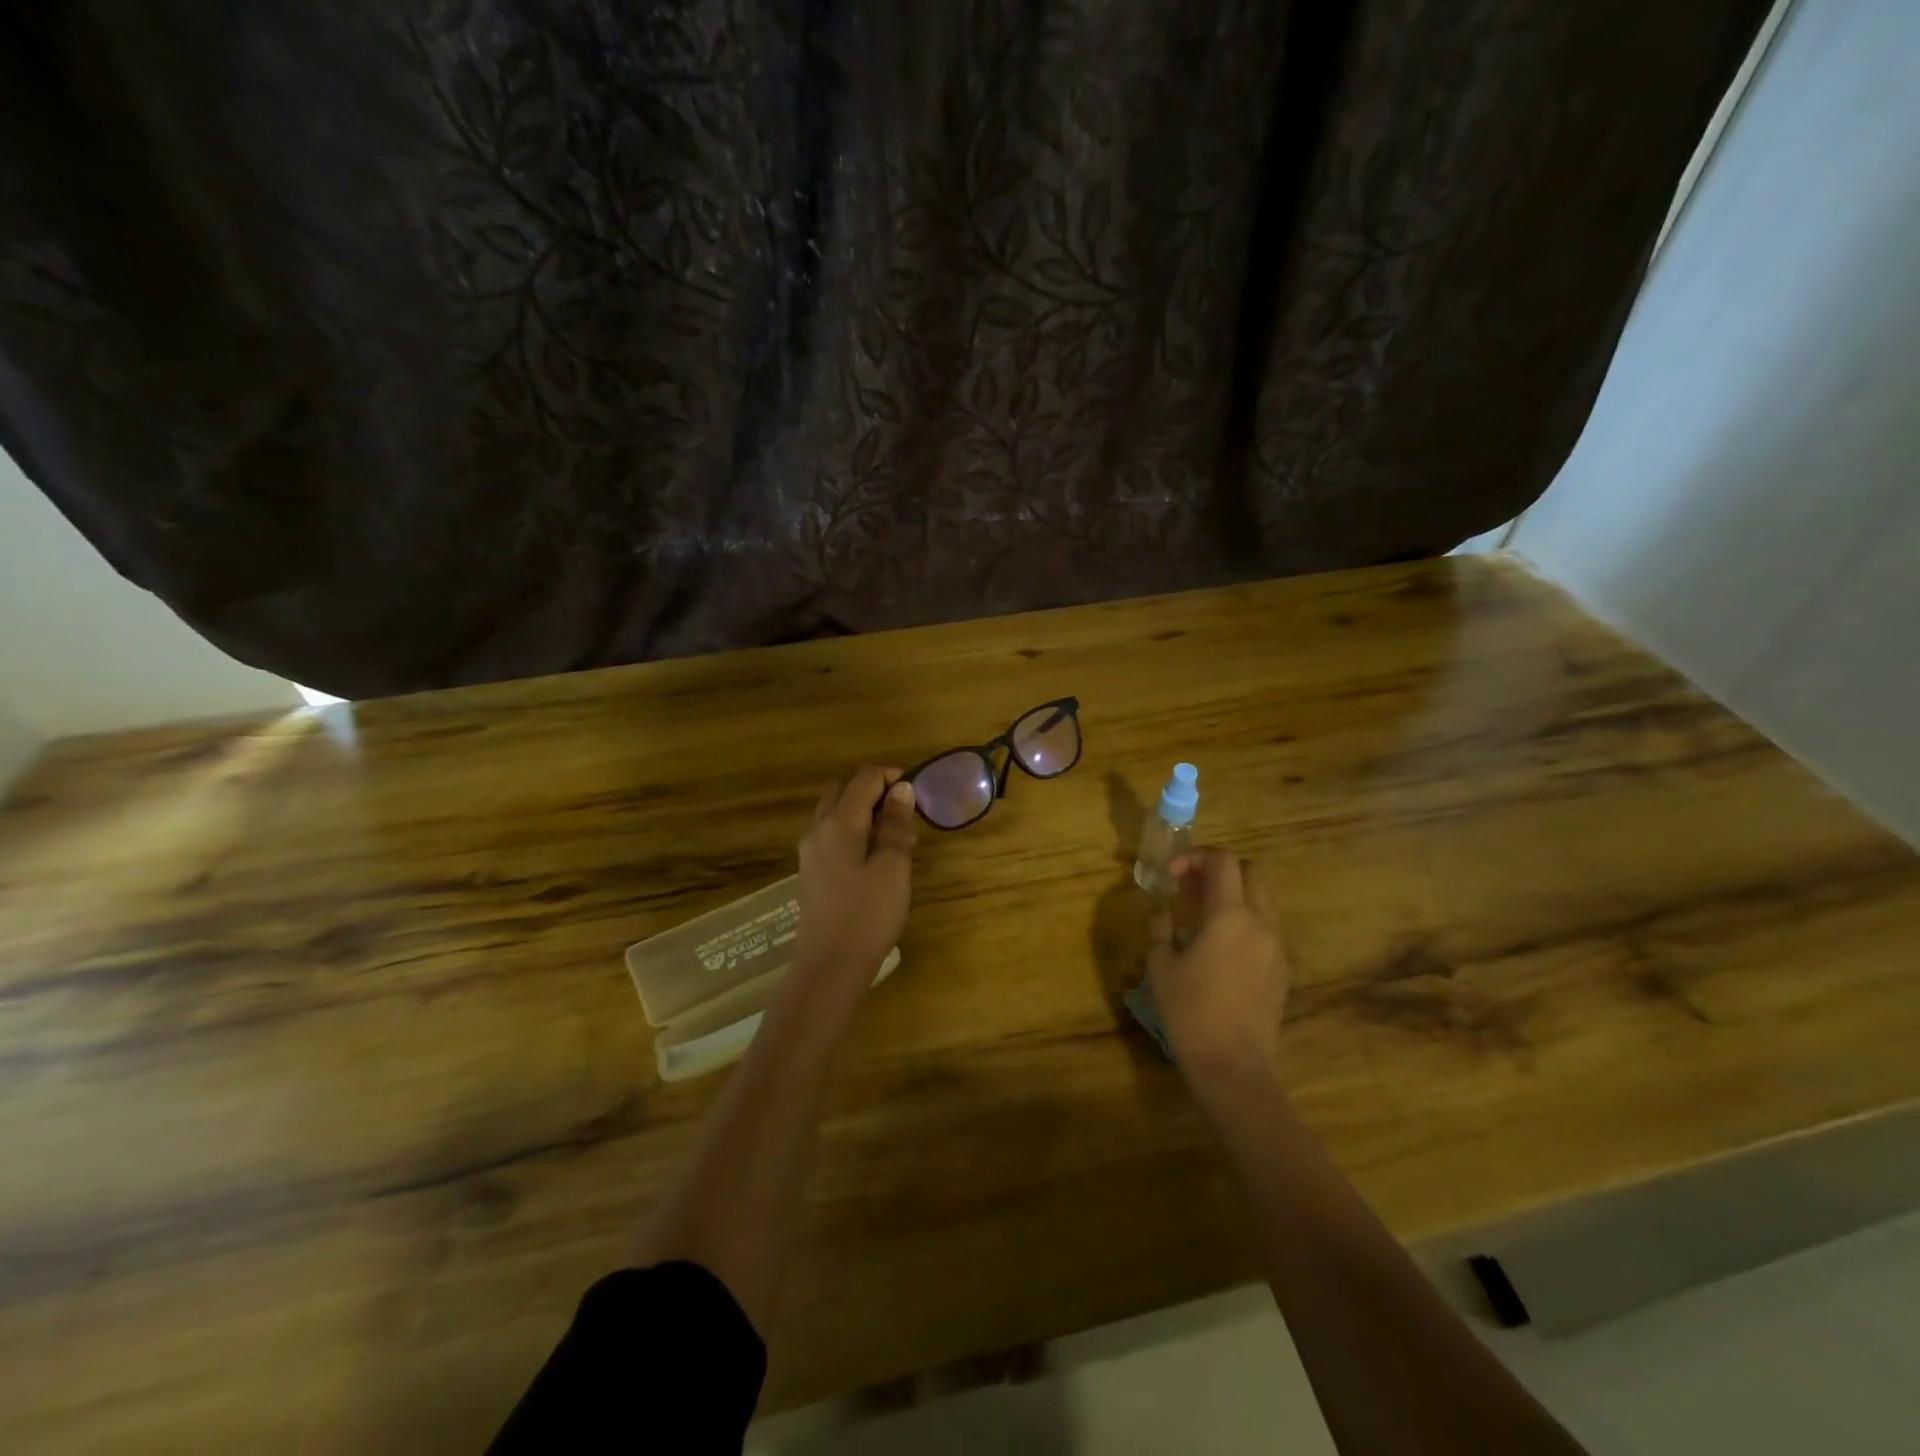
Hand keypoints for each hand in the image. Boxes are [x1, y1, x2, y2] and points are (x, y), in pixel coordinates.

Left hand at [793, 766, 917, 1003]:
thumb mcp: (893, 866)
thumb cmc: (868, 914)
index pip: (863, 779)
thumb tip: (901, 789)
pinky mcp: (812, 871)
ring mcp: (811, 851)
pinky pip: (833, 834)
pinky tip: (876, 857)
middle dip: (875, 790)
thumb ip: (896, 824)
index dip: (891, 776)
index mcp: (839, 822)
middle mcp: (818, 829)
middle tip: (905, 812)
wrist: (830, 965)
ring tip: (896, 837)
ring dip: (865, 811)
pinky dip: (855, 830)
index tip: (917, 791)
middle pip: (844, 789)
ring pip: (836, 811)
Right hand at [1147, 848, 1287, 1074]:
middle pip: (1251, 871)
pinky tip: (1221, 945)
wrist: (1233, 1065)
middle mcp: (1260, 923)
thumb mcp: (1161, 967)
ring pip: (1262, 899)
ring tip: (1202, 915)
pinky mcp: (1283, 969)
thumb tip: (1163, 914)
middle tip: (1190, 887)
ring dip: (1234, 894)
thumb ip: (1161, 930)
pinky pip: (1266, 927)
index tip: (1171, 874)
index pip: (1222, 861)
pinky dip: (1245, 920)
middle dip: (1219, 869)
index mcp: (1229, 916)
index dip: (1195, 857)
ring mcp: (1277, 946)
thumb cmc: (1190, 1012)